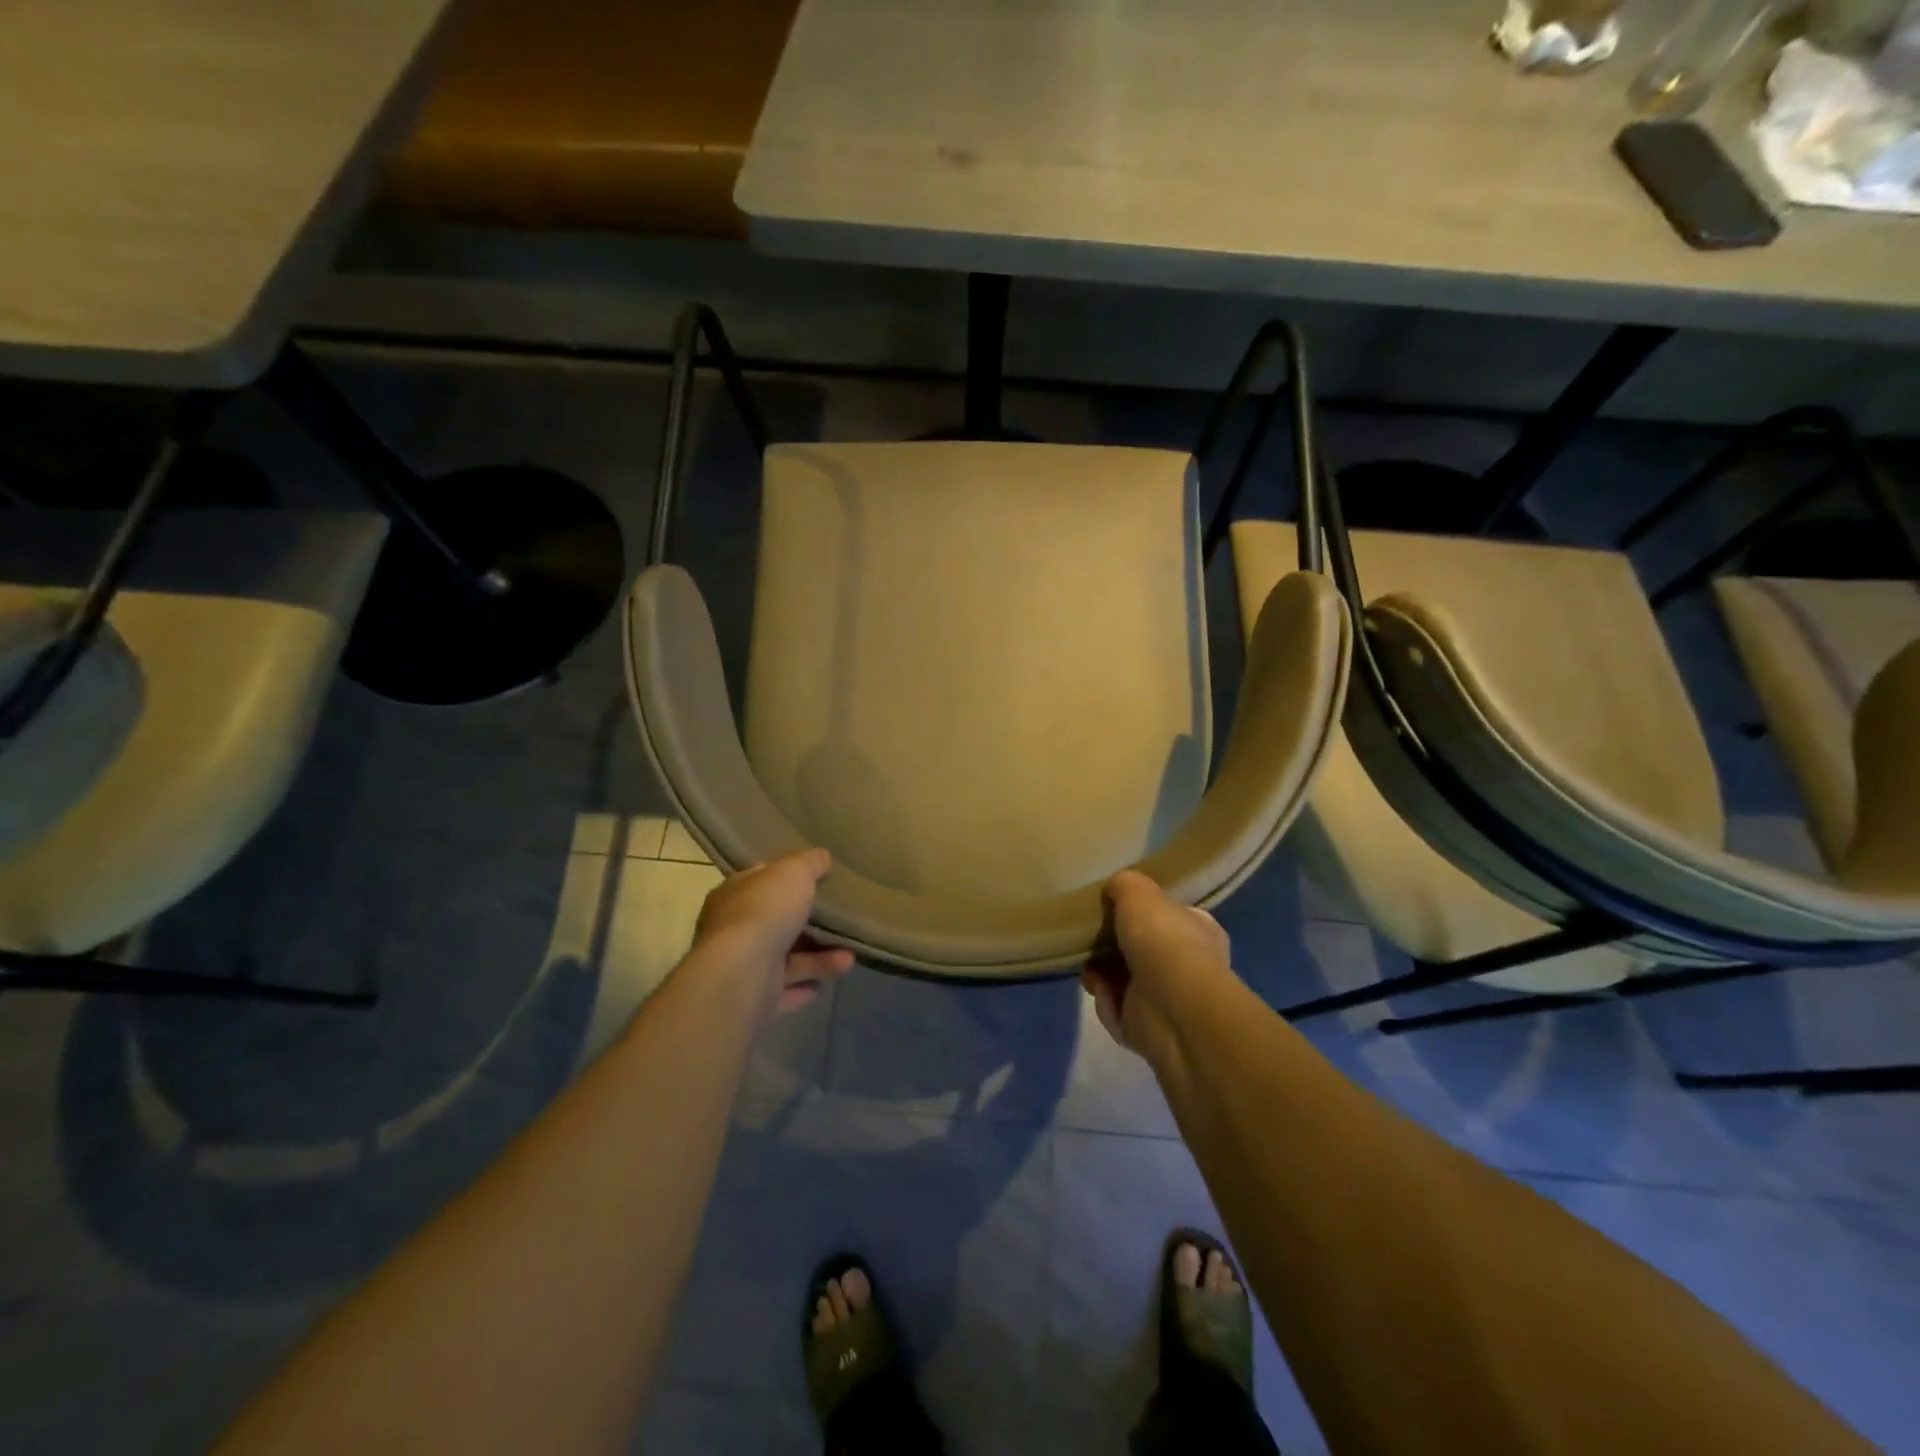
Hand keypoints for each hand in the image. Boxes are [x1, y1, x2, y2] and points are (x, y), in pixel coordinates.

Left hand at [691, 848, 855, 1017]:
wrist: (742, 974)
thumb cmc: (765, 912)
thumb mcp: (793, 872)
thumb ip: (809, 862)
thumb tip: (821, 856)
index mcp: (733, 895)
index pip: (759, 880)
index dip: (784, 878)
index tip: (814, 879)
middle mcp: (731, 930)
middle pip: (775, 923)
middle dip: (807, 925)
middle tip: (837, 923)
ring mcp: (741, 967)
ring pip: (784, 960)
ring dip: (817, 960)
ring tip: (849, 958)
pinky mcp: (752, 999)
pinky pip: (783, 991)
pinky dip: (803, 988)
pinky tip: (825, 986)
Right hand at [1082, 870, 1231, 1054]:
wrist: (1172, 1005)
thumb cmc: (1162, 939)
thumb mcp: (1139, 892)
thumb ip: (1125, 885)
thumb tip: (1115, 889)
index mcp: (1199, 930)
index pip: (1170, 917)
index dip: (1139, 914)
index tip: (1111, 911)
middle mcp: (1189, 966)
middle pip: (1140, 951)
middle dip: (1111, 947)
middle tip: (1090, 941)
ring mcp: (1169, 1001)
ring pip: (1124, 983)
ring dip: (1101, 975)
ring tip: (1088, 967)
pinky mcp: (1149, 1030)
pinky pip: (1117, 1011)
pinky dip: (1105, 1002)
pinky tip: (1101, 991)